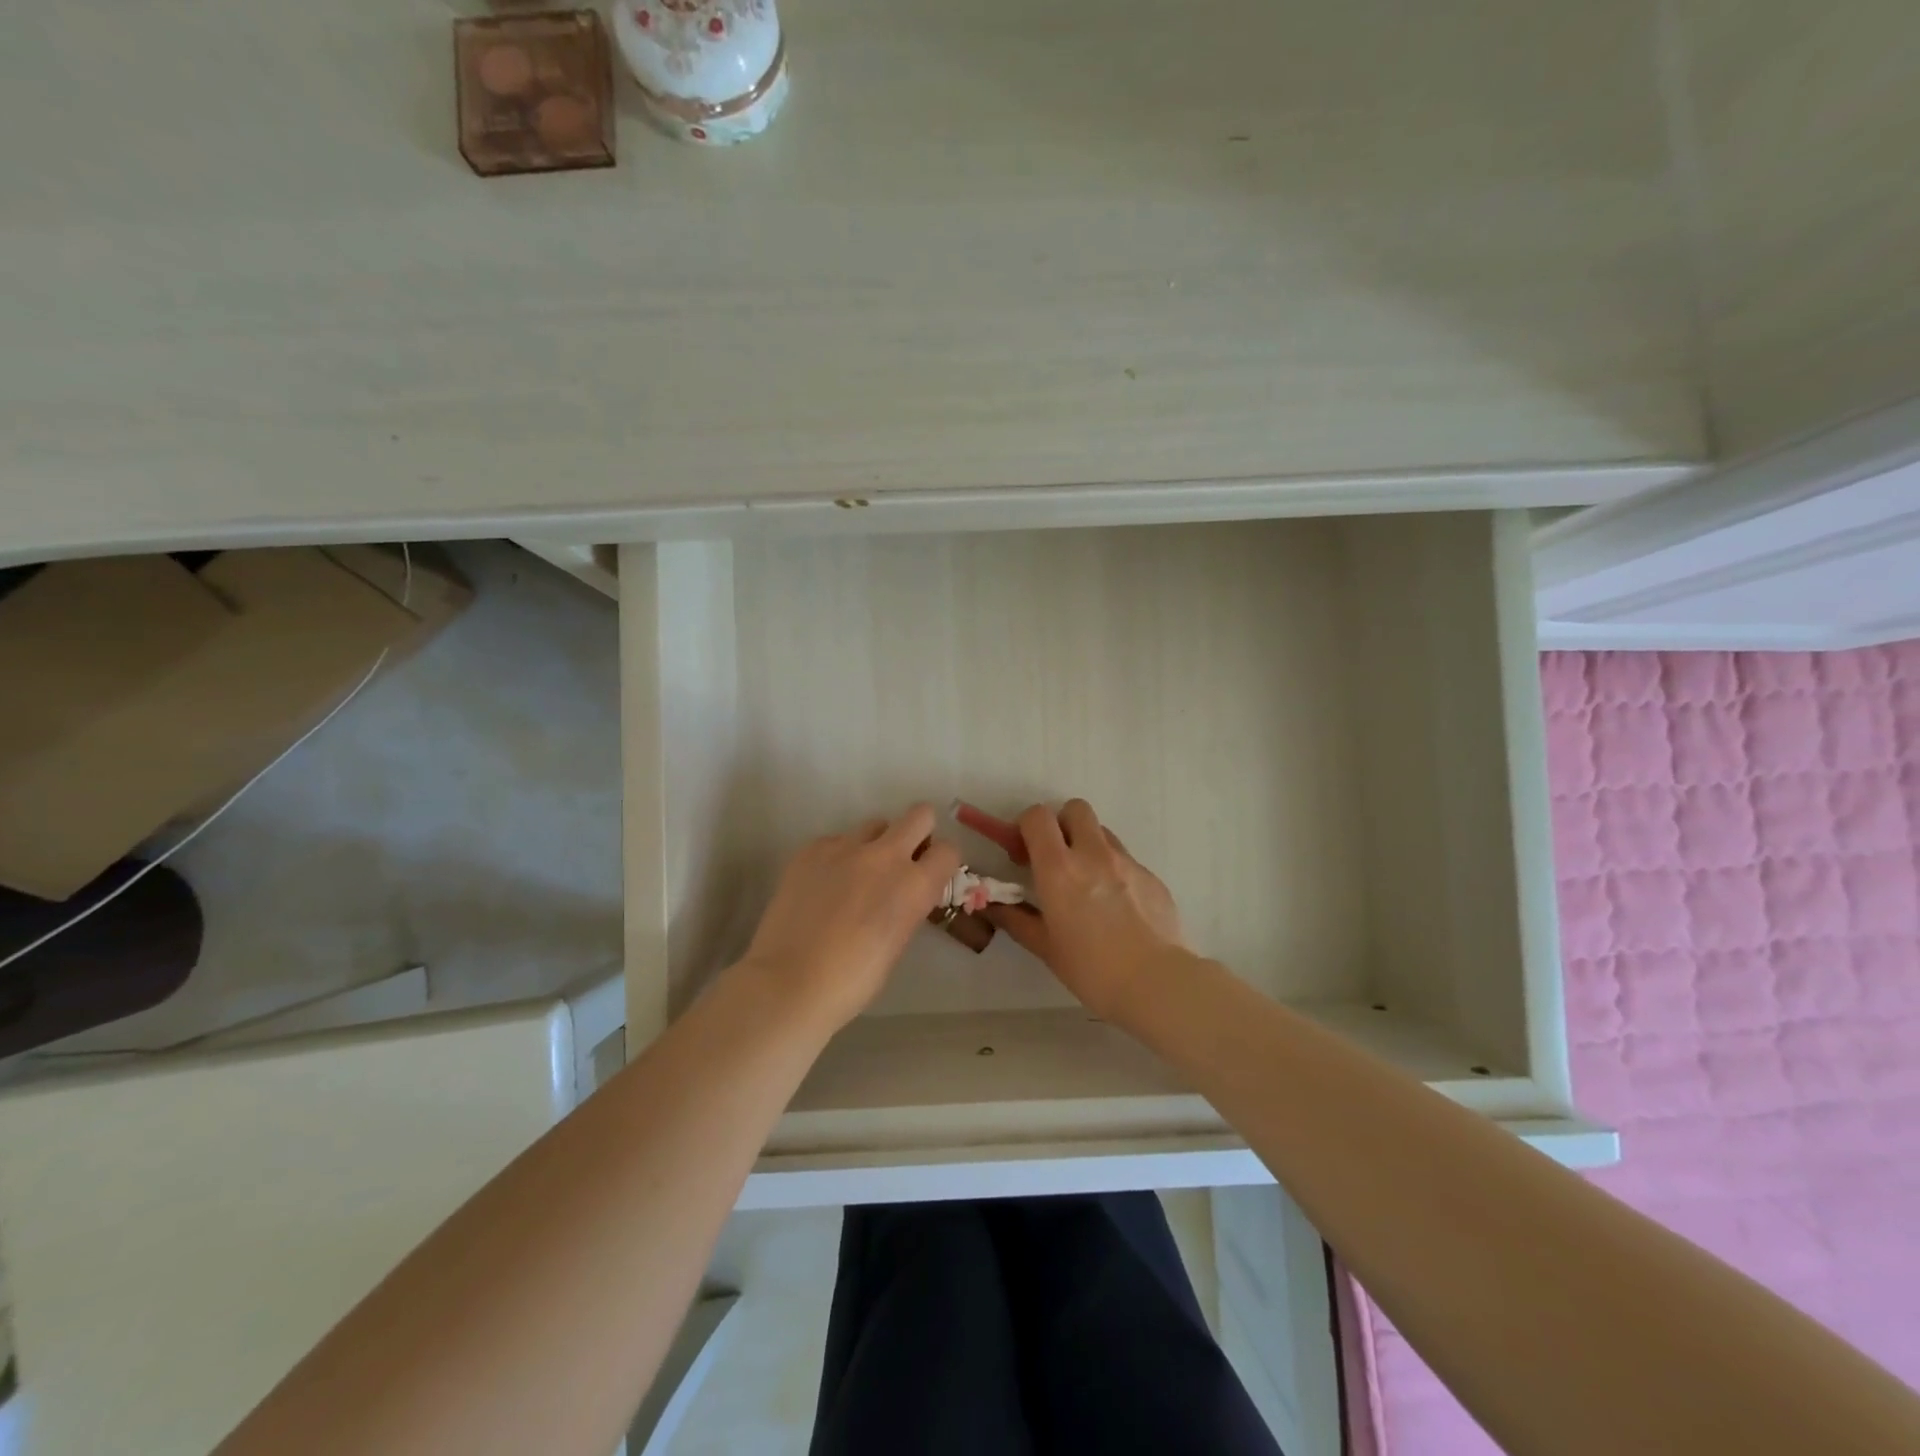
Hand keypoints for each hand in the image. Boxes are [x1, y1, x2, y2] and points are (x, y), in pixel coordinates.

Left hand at [734, 803, 962, 1031]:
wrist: (788, 983)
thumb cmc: (852, 981)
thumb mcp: (896, 943)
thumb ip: (907, 906)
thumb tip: (903, 894)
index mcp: (914, 886)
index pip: (948, 851)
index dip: (941, 862)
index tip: (930, 874)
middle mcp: (885, 856)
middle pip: (919, 815)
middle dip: (918, 833)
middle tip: (903, 859)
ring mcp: (845, 847)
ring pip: (875, 825)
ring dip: (875, 844)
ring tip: (856, 875)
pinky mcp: (811, 849)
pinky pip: (836, 840)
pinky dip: (837, 857)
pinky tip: (822, 885)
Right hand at [983, 799, 1186, 1022]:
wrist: (1158, 983)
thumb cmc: (1092, 969)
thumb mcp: (1046, 948)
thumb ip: (1017, 920)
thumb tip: (994, 907)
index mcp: (1059, 868)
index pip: (1038, 817)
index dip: (1026, 826)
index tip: (1023, 853)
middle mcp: (1093, 854)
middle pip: (1075, 809)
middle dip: (1061, 825)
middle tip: (1056, 858)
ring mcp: (1127, 862)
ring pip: (1102, 833)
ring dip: (1088, 846)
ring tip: (1088, 885)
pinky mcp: (1152, 876)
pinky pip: (1126, 860)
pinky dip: (1114, 871)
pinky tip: (1117, 908)